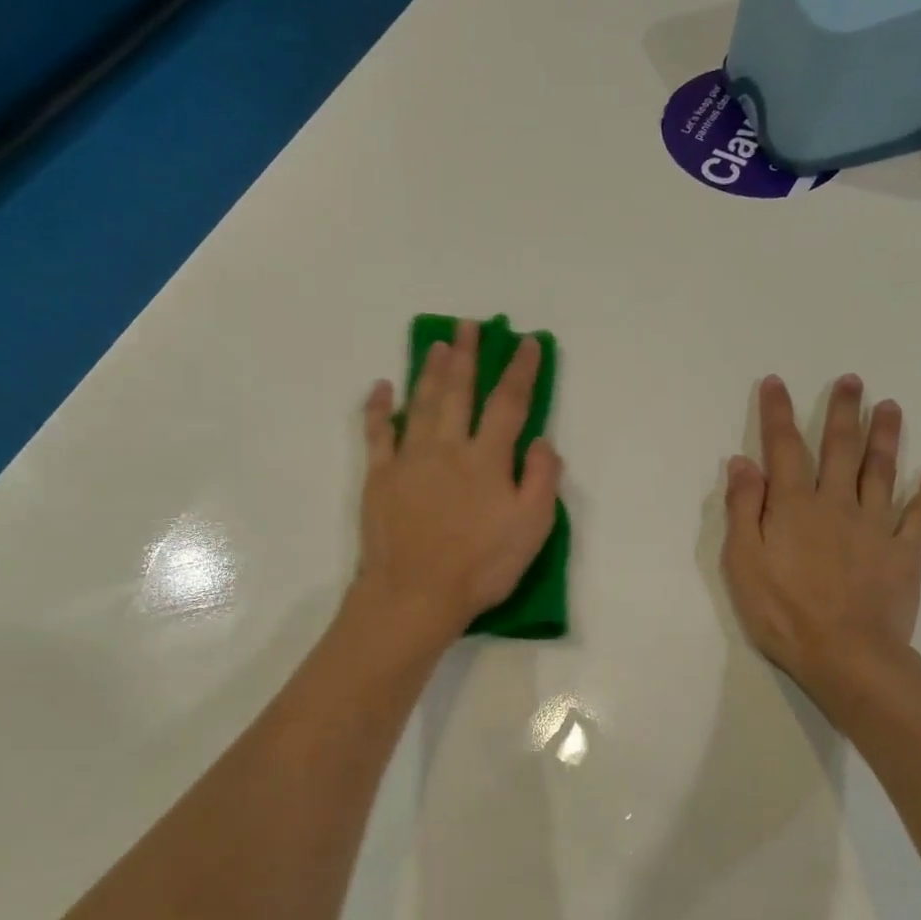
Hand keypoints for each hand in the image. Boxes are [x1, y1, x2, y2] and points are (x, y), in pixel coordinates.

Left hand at [355, 320, 562, 644]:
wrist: (416, 593)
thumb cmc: (480, 566)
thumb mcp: (532, 529)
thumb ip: (542, 479)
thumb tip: (541, 440)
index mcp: (487, 459)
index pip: (508, 403)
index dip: (519, 371)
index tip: (525, 344)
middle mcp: (448, 447)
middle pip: (459, 391)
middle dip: (467, 356)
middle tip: (468, 326)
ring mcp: (409, 459)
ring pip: (422, 403)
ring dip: (430, 370)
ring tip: (438, 344)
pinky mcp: (379, 476)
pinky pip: (378, 432)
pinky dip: (380, 407)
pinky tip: (382, 387)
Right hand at [722, 374, 920, 716]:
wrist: (846, 654)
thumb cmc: (783, 612)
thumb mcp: (744, 563)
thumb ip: (744, 510)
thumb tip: (743, 463)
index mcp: (795, 506)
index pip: (784, 449)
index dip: (778, 414)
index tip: (776, 383)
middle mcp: (837, 504)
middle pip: (841, 448)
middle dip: (843, 412)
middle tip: (852, 381)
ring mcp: (876, 526)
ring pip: (882, 471)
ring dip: (886, 436)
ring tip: (890, 406)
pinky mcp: (904, 552)